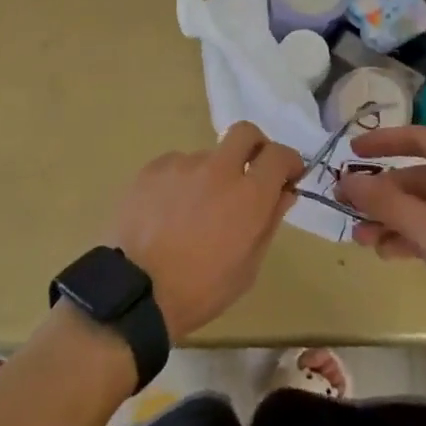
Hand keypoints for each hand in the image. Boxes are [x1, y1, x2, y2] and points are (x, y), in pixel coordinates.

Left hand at [109, 122, 300, 338]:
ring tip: (194, 213)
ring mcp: (182, 164)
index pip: (279, 155)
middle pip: (245, 133)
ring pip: (207, 157)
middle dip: (254, 147)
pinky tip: (169, 212)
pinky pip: (177, 167)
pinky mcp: (153, 168)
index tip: (288, 175)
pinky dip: (181, 183)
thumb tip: (284, 192)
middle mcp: (218, 169)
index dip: (289, 161)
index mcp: (248, 196)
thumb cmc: (200, 289)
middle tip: (249, 174)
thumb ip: (269, 222)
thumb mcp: (248, 267)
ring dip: (211, 176)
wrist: (136, 292)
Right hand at [336, 126, 425, 355]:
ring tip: (363, 240)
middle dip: (382, 194)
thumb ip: (386, 202)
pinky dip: (416, 234)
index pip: (420, 138)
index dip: (383, 141)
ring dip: (394, 219)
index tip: (352, 152)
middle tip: (348, 208)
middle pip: (420, 176)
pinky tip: (391, 253)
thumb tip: (347, 179)